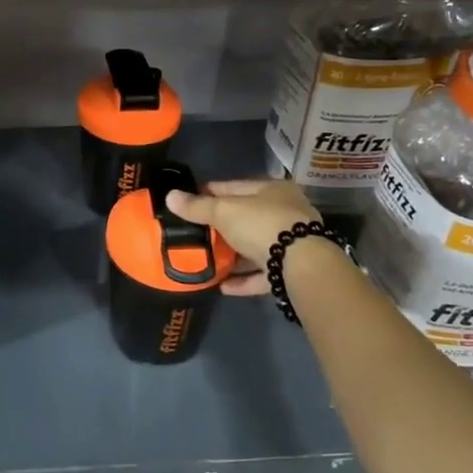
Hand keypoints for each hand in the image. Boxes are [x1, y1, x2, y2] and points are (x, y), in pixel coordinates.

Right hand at [164, 179, 318, 296]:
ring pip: (254, 246)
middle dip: (220, 227)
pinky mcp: (291, 271)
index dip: (209, 192)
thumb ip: (197, 207)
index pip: (234, 187)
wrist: (302, 264)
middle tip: (194, 233)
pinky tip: (222, 285)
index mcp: (272, 190)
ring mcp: (291, 243)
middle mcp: (286, 213)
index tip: (188, 201)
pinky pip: (261, 273)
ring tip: (206, 260)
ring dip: (232, 255)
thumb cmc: (262, 224)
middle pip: (246, 218)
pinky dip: (242, 279)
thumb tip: (170, 196)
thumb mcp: (224, 212)